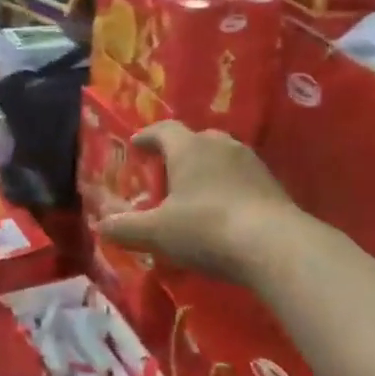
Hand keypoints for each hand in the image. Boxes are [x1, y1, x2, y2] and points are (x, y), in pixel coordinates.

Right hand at [97, 121, 294, 282]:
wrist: (274, 245)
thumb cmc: (206, 228)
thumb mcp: (156, 232)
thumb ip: (125, 228)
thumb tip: (100, 225)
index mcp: (189, 148)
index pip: (164, 130)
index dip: (148, 136)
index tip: (136, 144)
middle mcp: (221, 146)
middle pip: (196, 139)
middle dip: (179, 152)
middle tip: (166, 170)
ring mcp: (252, 163)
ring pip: (222, 157)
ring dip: (206, 169)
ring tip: (195, 191)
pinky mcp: (273, 185)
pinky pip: (242, 178)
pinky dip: (228, 187)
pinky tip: (223, 210)